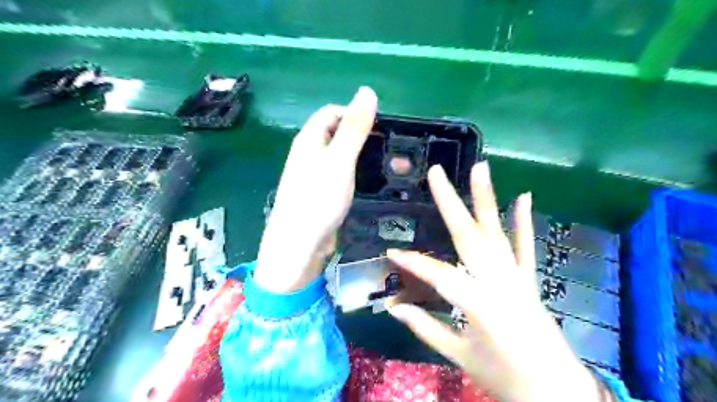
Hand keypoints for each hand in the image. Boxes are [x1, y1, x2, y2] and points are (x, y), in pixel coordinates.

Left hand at [255, 87, 376, 291]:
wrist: (300, 245)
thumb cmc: (318, 199)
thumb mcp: (339, 160)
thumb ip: (354, 127)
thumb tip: (367, 91)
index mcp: (309, 139)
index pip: (332, 113)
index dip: (355, 114)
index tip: (380, 128)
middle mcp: (310, 153)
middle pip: (339, 134)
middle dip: (367, 137)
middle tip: (395, 151)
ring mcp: (316, 175)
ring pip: (344, 156)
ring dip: (368, 157)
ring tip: (396, 169)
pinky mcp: (323, 193)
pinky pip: (344, 175)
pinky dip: (361, 174)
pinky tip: (375, 183)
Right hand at [384, 161, 606, 401]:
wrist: (557, 392)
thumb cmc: (505, 377)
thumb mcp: (460, 355)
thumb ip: (426, 328)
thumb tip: (394, 307)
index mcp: (479, 304)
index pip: (438, 275)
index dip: (412, 263)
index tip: (390, 253)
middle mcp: (499, 282)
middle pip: (469, 236)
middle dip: (450, 202)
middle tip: (437, 173)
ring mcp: (517, 277)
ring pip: (497, 232)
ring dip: (487, 198)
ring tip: (480, 168)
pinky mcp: (530, 279)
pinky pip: (526, 246)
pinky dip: (523, 221)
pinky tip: (524, 196)